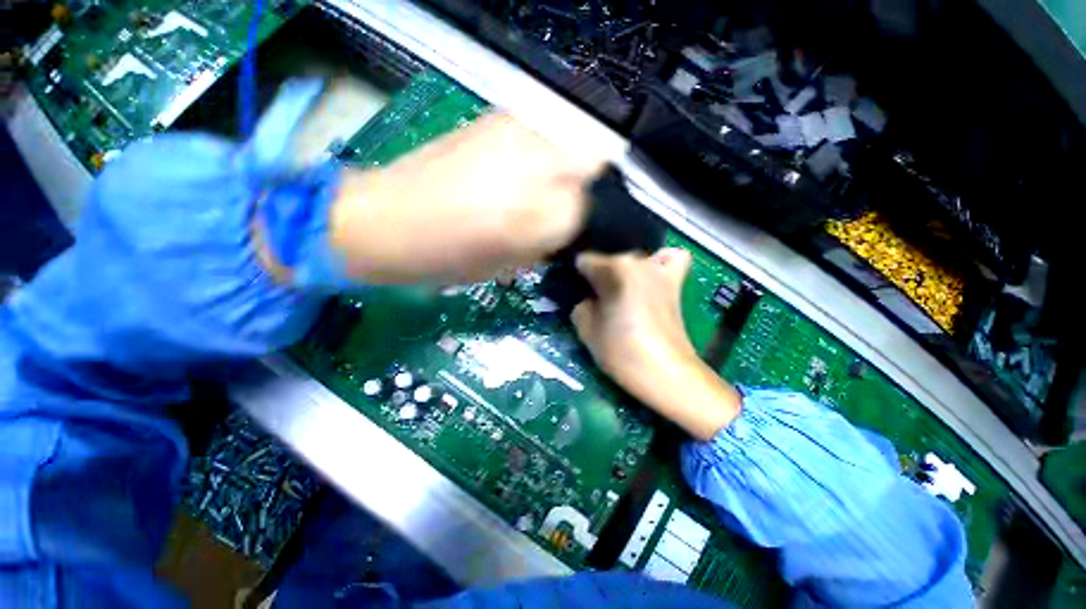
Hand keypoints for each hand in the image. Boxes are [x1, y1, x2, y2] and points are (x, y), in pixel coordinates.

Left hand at [329, 113, 604, 283]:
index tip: (574, 231)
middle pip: (595, 164)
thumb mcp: (509, 265)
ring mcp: (517, 134)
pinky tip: (517, 171)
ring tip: (539, 190)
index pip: (596, 210)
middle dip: (589, 188)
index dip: (589, 223)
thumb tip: (571, 226)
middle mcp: (538, 167)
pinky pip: (542, 134)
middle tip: (566, 208)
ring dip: (567, 169)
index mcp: (540, 216)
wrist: (386, 220)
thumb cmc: (448, 258)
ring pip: (572, 143)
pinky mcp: (495, 119)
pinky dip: (543, 153)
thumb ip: (549, 242)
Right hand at [572, 249, 741, 439]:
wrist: (666, 372)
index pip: (585, 260)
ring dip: (623, 270)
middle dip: (599, 275)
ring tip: (620, 291)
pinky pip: (668, 259)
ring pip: (633, 259)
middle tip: (595, 298)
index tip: (576, 291)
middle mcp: (638, 260)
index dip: (577, 276)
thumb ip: (580, 306)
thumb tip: (587, 299)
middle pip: (609, 259)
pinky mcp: (675, 281)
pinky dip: (659, 262)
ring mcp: (660, 268)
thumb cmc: (622, 351)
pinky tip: (650, 278)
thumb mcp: (585, 329)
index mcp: (614, 268)